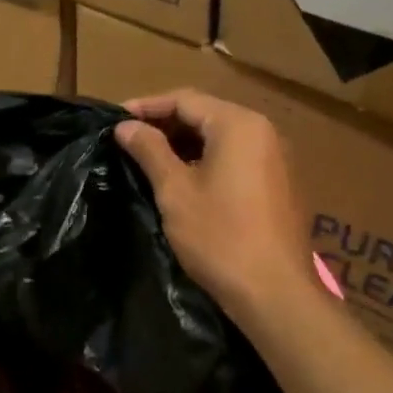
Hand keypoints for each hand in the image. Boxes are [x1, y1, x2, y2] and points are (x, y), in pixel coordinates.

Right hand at [115, 89, 317, 320]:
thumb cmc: (220, 237)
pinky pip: (236, 157)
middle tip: (128, 140)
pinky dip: (206, 159)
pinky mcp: (279, 183)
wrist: (274, 292)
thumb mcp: (175, 191)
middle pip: (205, 114)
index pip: (184, 100)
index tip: (114, 120)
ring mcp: (276, 158)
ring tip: (149, 159)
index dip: (146, 107)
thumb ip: (149, 151)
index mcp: (239, 125)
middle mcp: (263, 131)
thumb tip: (126, 127)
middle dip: (165, 124)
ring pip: (221, 137)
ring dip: (184, 143)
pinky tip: (183, 179)